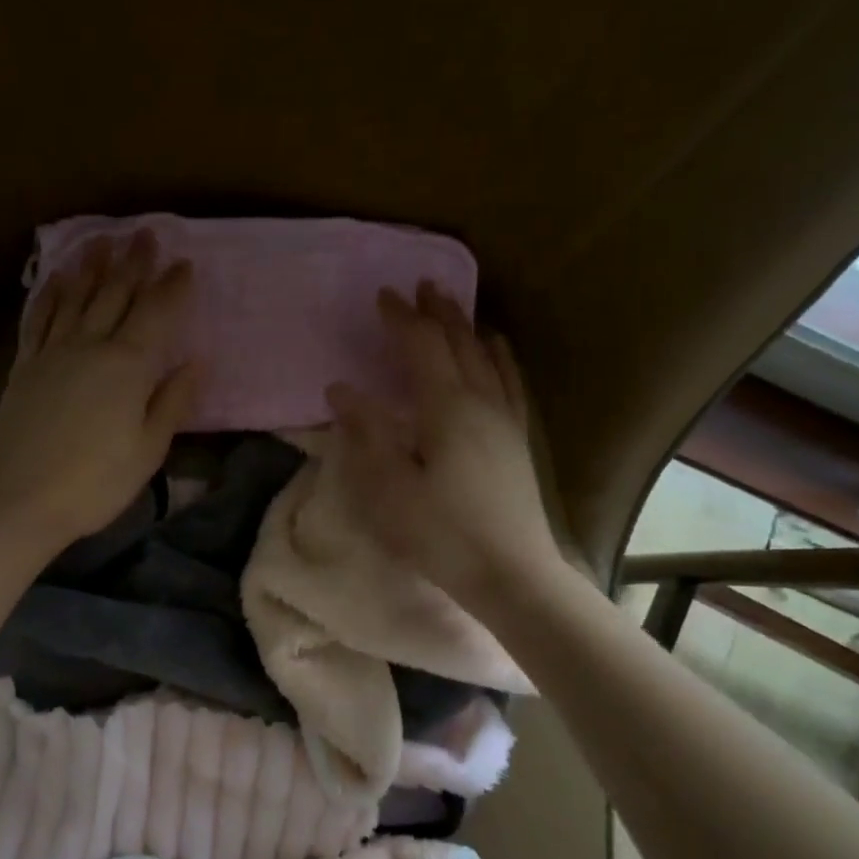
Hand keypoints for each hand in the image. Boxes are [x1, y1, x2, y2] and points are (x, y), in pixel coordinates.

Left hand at [0, 230, 199, 550]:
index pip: (156, 315)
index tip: (185, 263)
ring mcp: (53, 353)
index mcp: (128, 367)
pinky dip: (51, 294)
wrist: (20, 500)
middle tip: (146, 233)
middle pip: (116, 295)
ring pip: (76, 298)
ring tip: (103, 240)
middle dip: (134, 263)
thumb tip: (195, 363)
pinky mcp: (25, 366)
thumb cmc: (95, 483)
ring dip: (92, 266)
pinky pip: (40, 318)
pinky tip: (58, 278)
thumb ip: (172, 402)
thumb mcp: (148, 451)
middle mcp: (90, 347)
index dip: (172, 287)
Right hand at [326, 283, 566, 610]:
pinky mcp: (517, 440)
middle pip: (458, 343)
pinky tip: (496, 350)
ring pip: (487, 357)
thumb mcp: (389, 489)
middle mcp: (480, 402)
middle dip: (437, 312)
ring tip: (454, 305)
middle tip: (421, 285)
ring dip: (466, 327)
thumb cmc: (441, 535)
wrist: (511, 573)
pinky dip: (499, 356)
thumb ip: (366, 434)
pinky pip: (509, 381)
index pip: (421, 348)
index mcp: (446, 409)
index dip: (401, 319)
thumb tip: (342, 390)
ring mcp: (505, 420)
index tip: (383, 295)